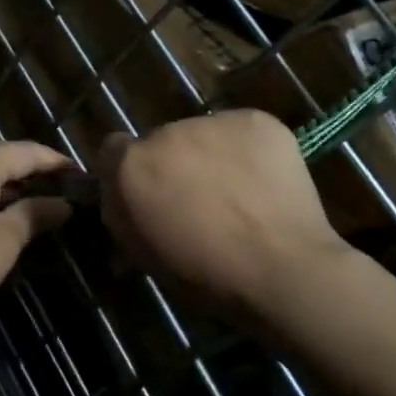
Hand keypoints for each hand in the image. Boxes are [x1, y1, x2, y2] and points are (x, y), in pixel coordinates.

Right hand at [96, 111, 351, 316]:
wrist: (283, 270)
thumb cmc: (205, 276)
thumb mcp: (144, 255)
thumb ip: (123, 215)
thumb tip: (121, 201)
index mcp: (131, 166)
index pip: (113, 150)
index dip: (129, 172)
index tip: (149, 195)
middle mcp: (165, 132)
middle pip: (162, 141)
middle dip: (175, 164)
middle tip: (200, 199)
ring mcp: (213, 121)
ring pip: (204, 134)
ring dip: (211, 155)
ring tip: (239, 192)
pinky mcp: (256, 119)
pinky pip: (242, 131)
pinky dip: (248, 151)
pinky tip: (263, 181)